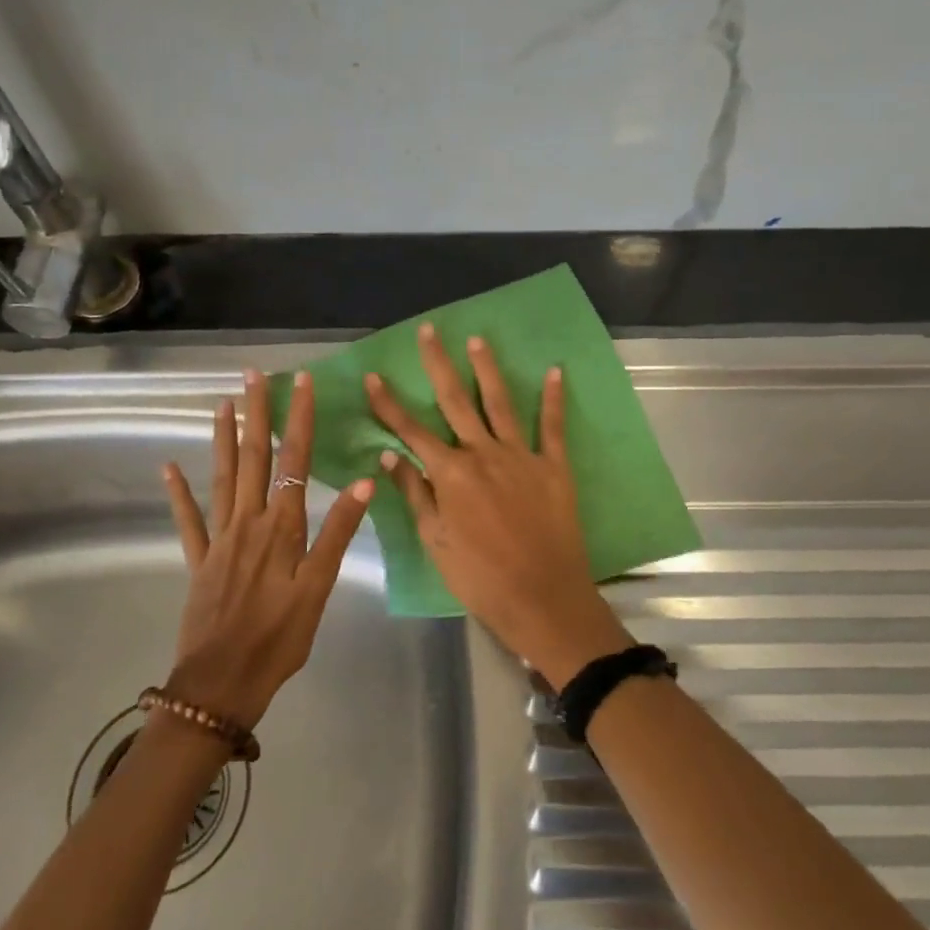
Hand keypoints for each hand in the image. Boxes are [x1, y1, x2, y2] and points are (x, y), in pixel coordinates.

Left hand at [162, 370, 373, 727]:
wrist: (221, 684)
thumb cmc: (279, 638)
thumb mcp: (319, 588)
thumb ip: (337, 532)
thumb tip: (365, 482)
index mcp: (281, 527)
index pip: (294, 461)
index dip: (298, 419)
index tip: (300, 382)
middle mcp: (248, 522)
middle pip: (253, 458)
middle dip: (257, 414)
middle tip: (252, 375)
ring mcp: (219, 540)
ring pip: (221, 478)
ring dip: (222, 439)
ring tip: (222, 404)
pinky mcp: (199, 561)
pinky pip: (188, 520)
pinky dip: (179, 493)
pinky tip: (169, 468)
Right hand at [366, 325, 633, 689]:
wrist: (542, 597)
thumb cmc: (480, 577)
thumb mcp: (436, 541)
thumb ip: (414, 493)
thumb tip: (389, 455)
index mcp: (450, 474)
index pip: (411, 431)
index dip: (389, 404)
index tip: (374, 376)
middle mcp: (483, 454)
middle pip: (455, 401)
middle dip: (438, 365)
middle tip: (429, 331)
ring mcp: (521, 456)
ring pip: (500, 403)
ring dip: (487, 369)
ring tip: (477, 340)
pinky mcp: (554, 466)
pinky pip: (552, 426)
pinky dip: (553, 399)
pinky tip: (555, 371)